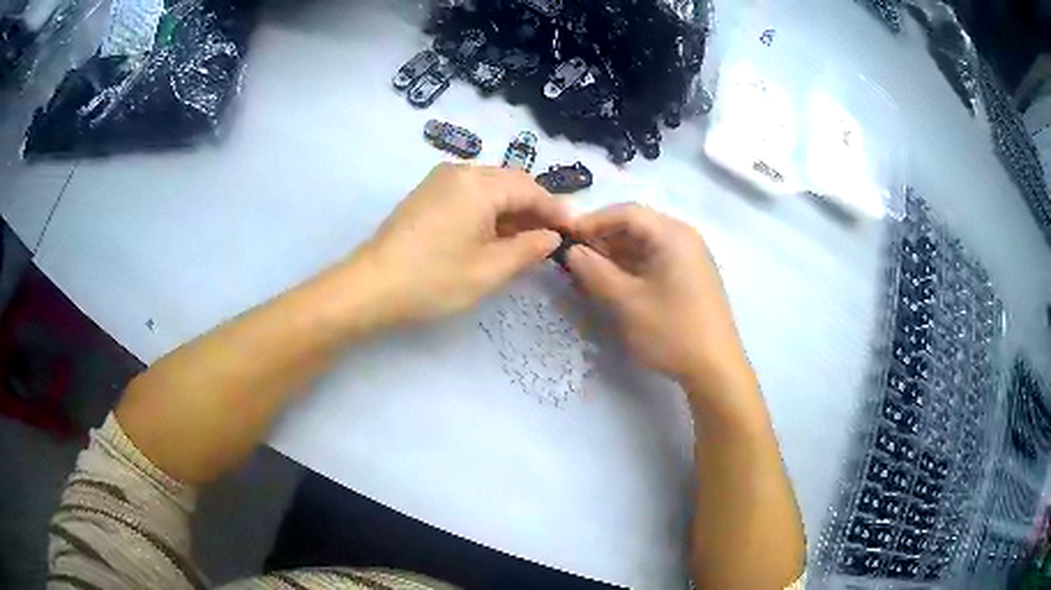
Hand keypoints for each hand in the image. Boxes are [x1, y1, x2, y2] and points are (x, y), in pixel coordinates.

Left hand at [358, 163, 569, 324]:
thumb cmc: (433, 279)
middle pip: (511, 183)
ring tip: (528, 237)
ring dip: (512, 208)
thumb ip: (527, 249)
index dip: (556, 209)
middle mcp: (461, 171)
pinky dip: (489, 209)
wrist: (370, 286)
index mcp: (480, 185)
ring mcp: (440, 180)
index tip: (576, 228)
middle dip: (535, 206)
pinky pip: (470, 193)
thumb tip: (551, 236)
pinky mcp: (427, 193)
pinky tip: (496, 232)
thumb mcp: (489, 270)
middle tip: (554, 235)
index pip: (531, 190)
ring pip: (490, 187)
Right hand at [567, 204, 751, 395]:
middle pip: (636, 226)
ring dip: (615, 255)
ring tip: (588, 274)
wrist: (716, 369)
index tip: (564, 238)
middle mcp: (684, 238)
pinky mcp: (691, 277)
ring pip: (645, 244)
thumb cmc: (671, 331)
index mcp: (672, 235)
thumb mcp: (626, 302)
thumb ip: (594, 271)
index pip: (626, 212)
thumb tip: (571, 251)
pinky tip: (614, 284)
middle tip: (574, 259)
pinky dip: (632, 267)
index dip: (592, 222)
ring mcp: (690, 257)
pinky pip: (655, 260)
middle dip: (603, 240)